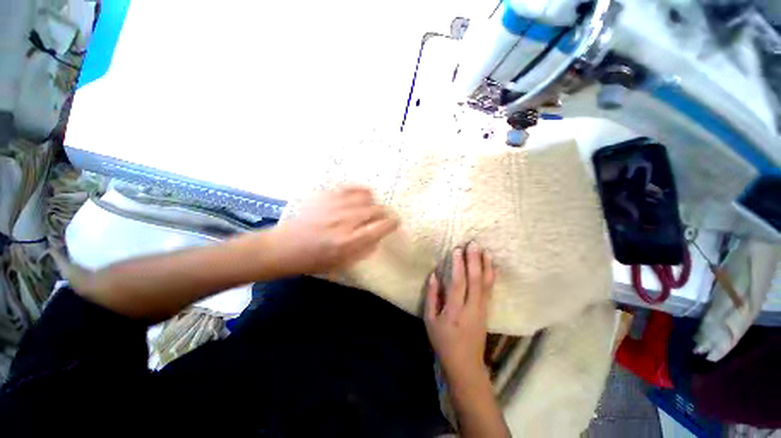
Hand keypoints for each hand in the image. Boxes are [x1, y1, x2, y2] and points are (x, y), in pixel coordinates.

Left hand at [270, 186, 398, 274]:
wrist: (285, 247)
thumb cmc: (314, 260)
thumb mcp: (342, 263)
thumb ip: (364, 250)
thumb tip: (378, 237)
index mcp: (350, 241)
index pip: (382, 226)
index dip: (392, 223)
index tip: (395, 223)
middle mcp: (346, 221)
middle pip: (376, 210)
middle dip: (384, 214)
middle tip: (381, 219)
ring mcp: (336, 206)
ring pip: (366, 197)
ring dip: (373, 203)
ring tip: (370, 208)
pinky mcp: (326, 196)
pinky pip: (351, 187)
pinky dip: (360, 191)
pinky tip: (361, 196)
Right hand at [425, 242, 495, 380]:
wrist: (465, 364)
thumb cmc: (443, 341)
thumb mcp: (430, 320)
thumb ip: (432, 296)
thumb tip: (434, 275)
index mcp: (455, 310)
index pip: (458, 283)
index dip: (459, 265)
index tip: (457, 250)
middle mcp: (471, 307)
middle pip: (475, 280)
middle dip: (474, 260)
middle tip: (473, 244)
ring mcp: (482, 309)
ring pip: (486, 284)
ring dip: (485, 265)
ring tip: (485, 250)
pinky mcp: (487, 311)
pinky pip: (490, 290)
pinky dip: (491, 276)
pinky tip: (491, 266)